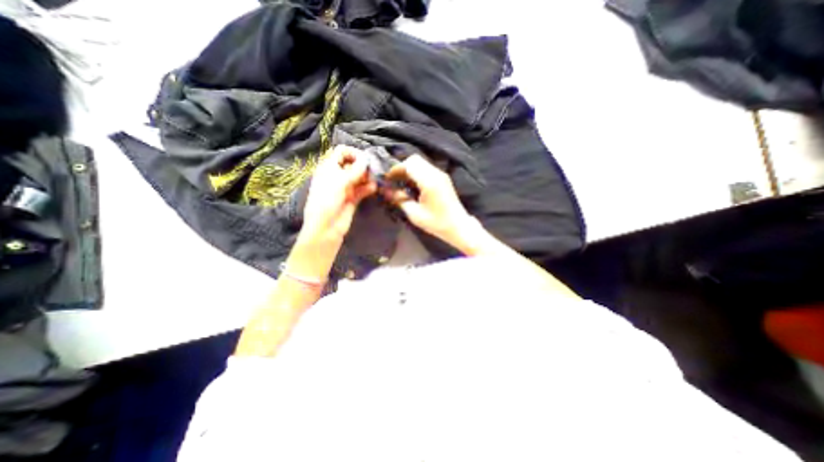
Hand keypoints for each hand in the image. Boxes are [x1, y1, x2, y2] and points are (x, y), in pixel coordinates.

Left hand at [302, 144, 376, 244]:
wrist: (326, 227)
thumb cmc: (327, 201)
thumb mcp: (339, 182)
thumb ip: (354, 170)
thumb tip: (366, 159)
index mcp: (328, 168)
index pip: (341, 152)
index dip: (353, 153)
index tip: (365, 159)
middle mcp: (337, 176)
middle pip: (352, 164)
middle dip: (363, 166)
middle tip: (372, 171)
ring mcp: (345, 188)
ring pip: (359, 177)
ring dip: (367, 177)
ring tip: (373, 180)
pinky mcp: (352, 199)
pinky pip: (362, 189)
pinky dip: (368, 188)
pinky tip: (373, 189)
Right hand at [385, 153, 477, 248]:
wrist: (458, 226)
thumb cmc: (437, 223)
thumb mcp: (415, 214)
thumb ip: (400, 200)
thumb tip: (386, 191)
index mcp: (429, 181)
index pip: (409, 164)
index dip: (396, 169)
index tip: (387, 179)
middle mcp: (436, 174)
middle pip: (415, 160)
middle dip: (401, 168)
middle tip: (394, 180)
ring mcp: (441, 175)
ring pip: (421, 163)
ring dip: (409, 170)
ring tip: (401, 183)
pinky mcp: (443, 178)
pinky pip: (426, 168)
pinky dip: (416, 173)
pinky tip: (412, 185)